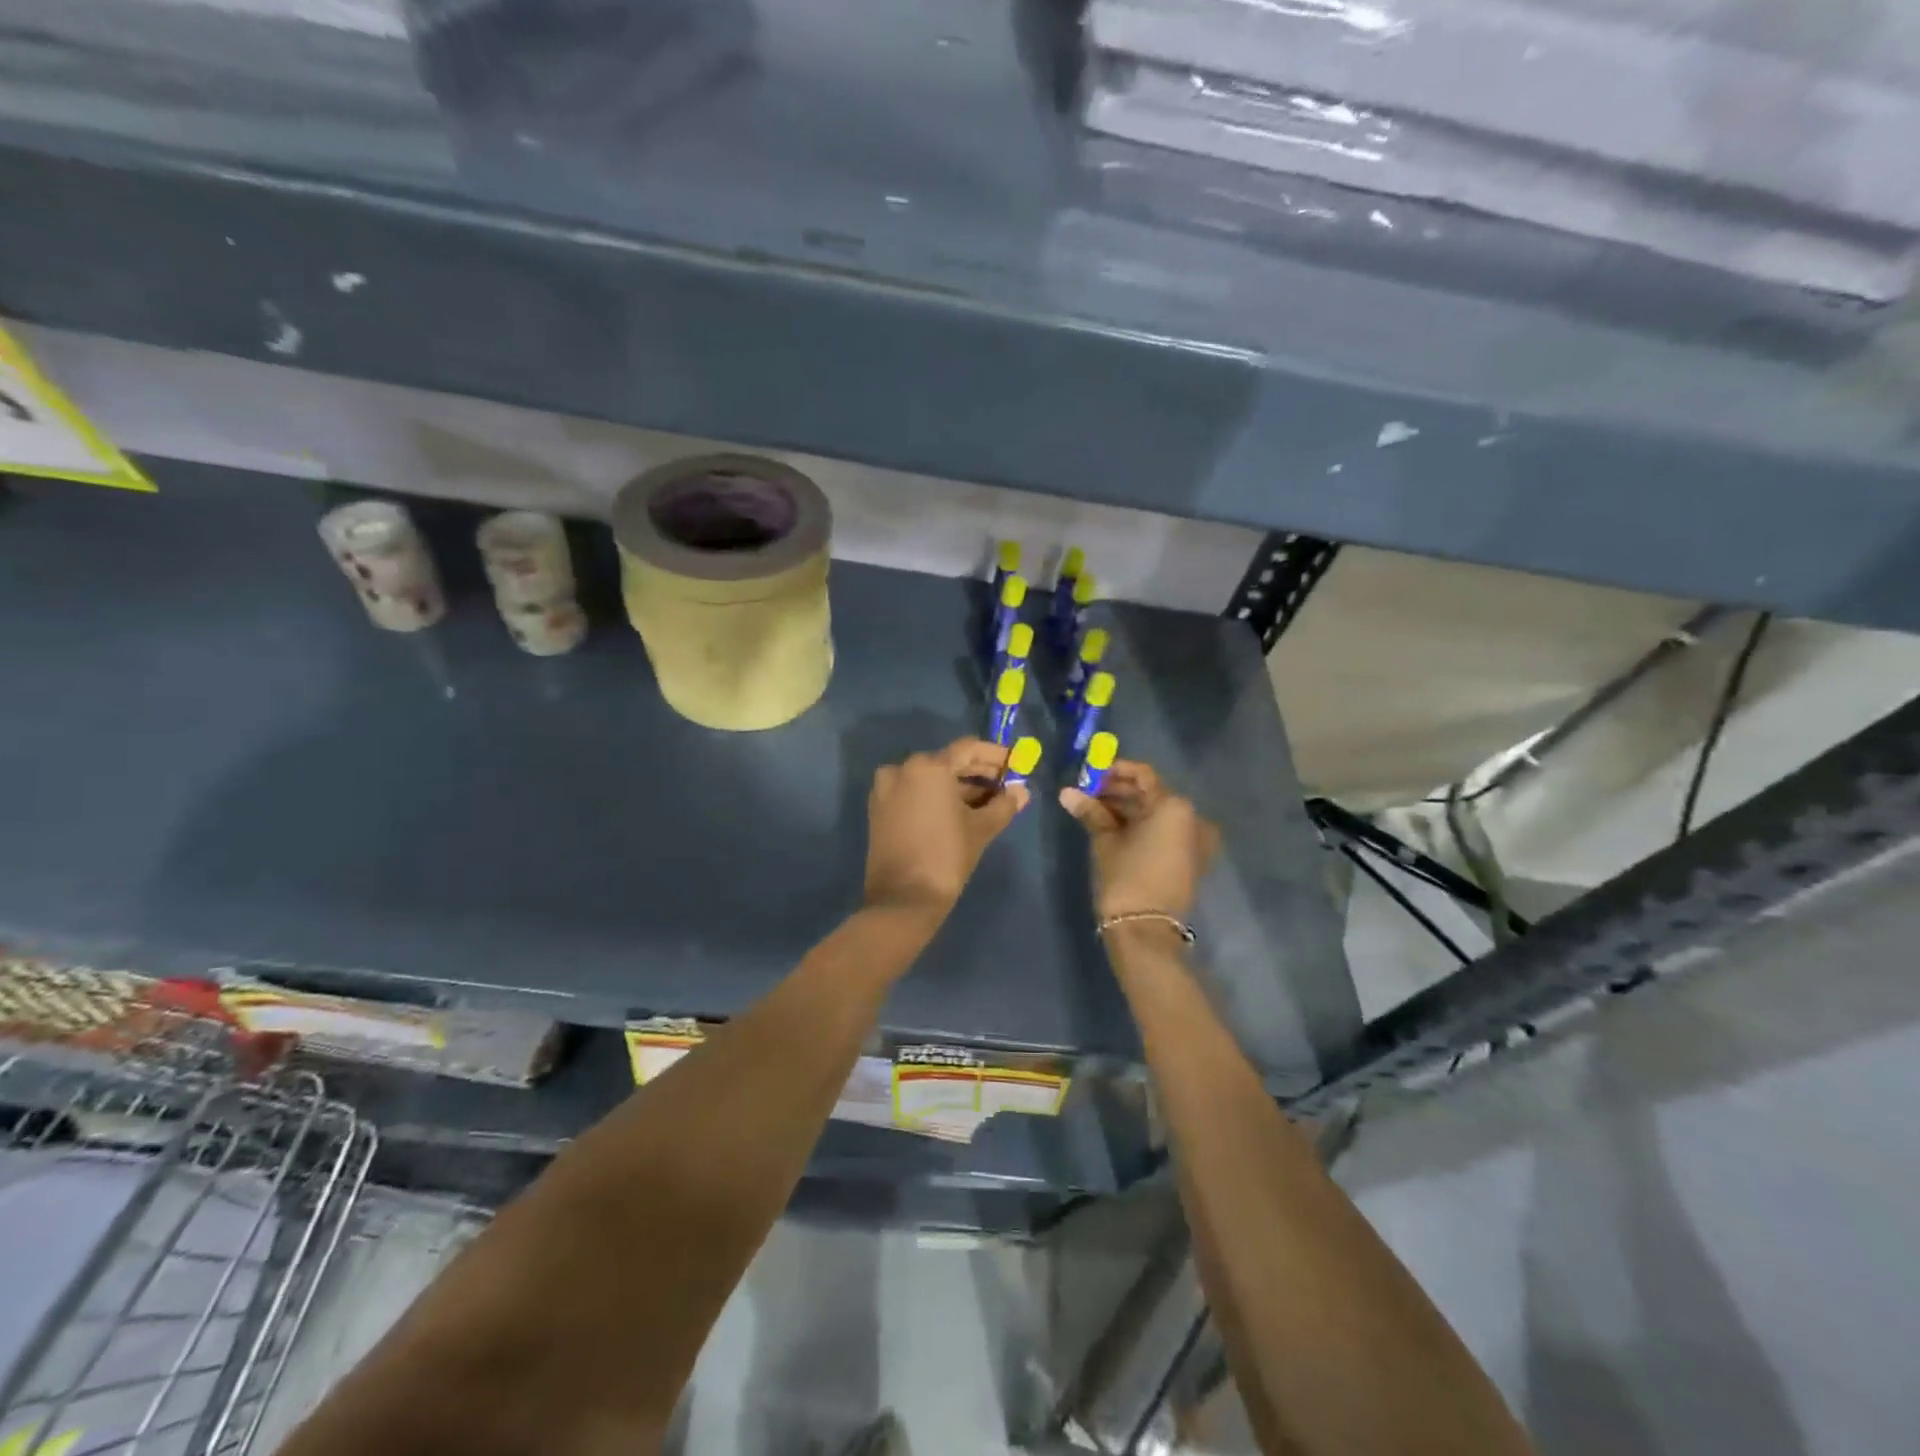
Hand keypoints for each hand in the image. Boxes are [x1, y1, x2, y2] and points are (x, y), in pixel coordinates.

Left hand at [863, 739, 1028, 919]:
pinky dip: (937, 797)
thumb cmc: (946, 857)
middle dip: (978, 772)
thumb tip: (1021, 792)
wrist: (903, 900)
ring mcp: (886, 789)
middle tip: (1005, 784)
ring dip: (959, 787)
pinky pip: (914, 792)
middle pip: (948, 762)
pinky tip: (961, 811)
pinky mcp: (880, 809)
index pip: (968, 749)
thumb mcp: (981, 828)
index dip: (994, 755)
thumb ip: (1004, 805)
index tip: (1014, 764)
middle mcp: (902, 769)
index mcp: (928, 767)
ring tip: (989, 802)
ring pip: (930, 778)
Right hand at [1060, 761, 1217, 920]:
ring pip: (1157, 813)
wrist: (1145, 929)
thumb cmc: (1125, 877)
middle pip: (1151, 794)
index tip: (1090, 774)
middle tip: (1087, 793)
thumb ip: (1090, 811)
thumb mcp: (1105, 840)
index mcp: (1174, 806)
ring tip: (1094, 810)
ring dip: (1127, 809)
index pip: (1143, 775)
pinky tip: (1112, 827)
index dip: (1115, 771)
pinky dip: (1141, 826)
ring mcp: (1194, 840)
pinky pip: (1164, 831)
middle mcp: (1192, 818)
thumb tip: (1066, 792)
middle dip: (1119, 791)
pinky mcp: (1190, 858)